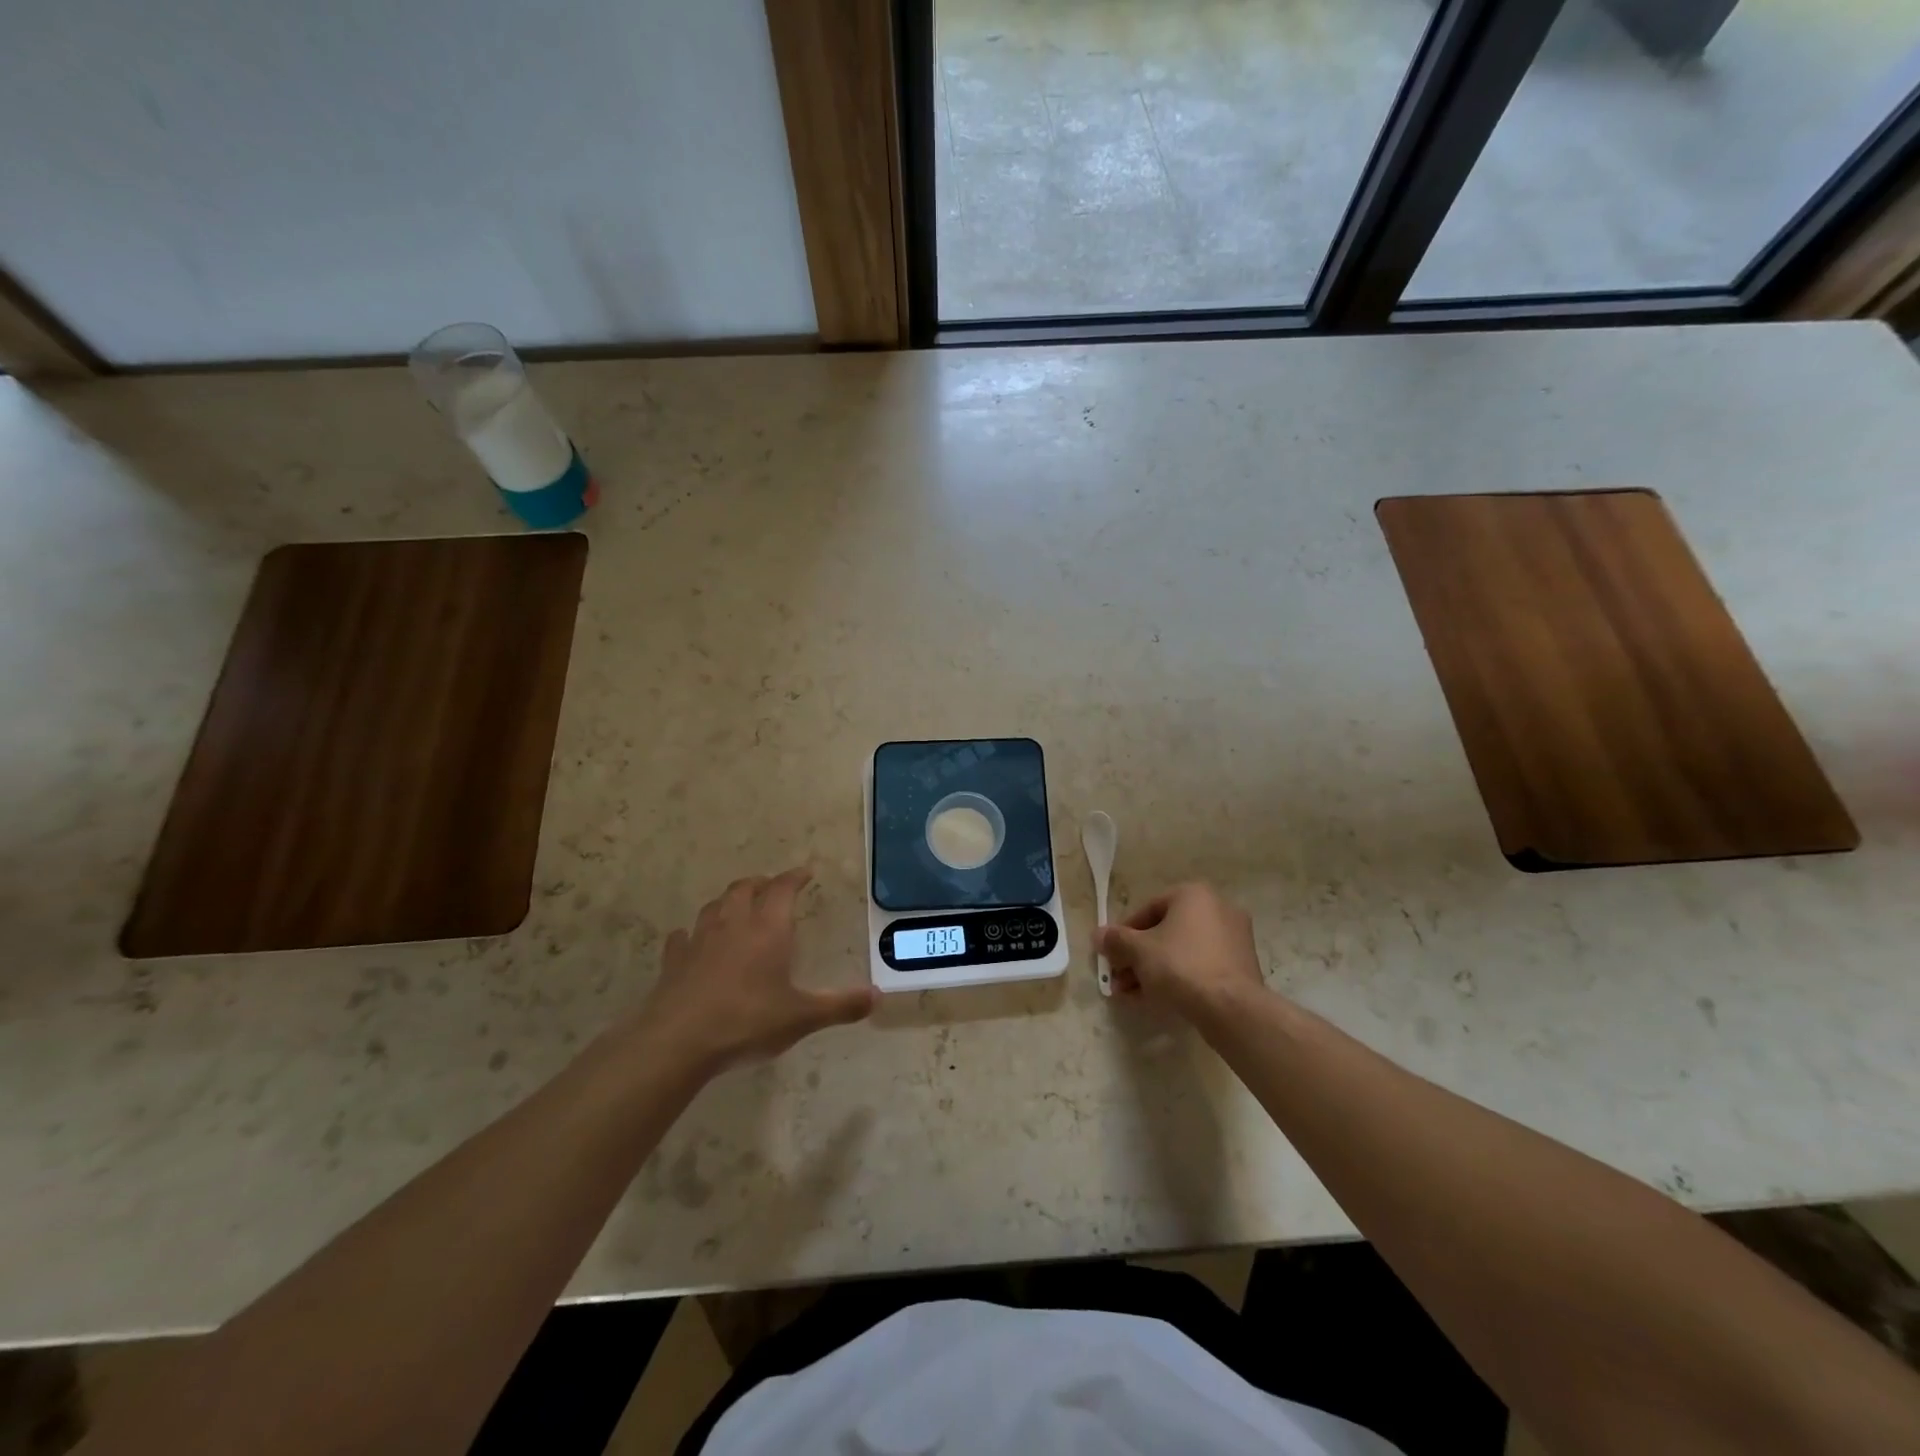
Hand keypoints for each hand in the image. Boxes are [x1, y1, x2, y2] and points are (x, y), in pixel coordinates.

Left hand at [638, 868, 875, 1074]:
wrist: (678, 1042)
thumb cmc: (747, 1021)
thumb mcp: (802, 1017)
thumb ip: (840, 1005)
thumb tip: (877, 996)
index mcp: (768, 928)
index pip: (783, 888)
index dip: (795, 877)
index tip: (805, 873)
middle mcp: (733, 924)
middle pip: (745, 888)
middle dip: (761, 883)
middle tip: (772, 888)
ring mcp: (699, 940)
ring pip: (714, 906)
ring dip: (728, 901)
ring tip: (737, 908)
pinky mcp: (674, 961)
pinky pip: (682, 937)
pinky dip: (692, 934)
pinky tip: (692, 941)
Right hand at [1095, 882, 1266, 1026]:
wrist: (1231, 1008)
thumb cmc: (1180, 966)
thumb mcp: (1139, 951)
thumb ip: (1116, 940)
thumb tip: (1098, 935)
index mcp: (1193, 894)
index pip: (1147, 909)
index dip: (1123, 934)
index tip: (1111, 955)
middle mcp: (1218, 908)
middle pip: (1165, 932)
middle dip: (1137, 957)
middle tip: (1119, 979)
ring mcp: (1234, 939)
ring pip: (1182, 951)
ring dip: (1153, 970)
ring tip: (1132, 995)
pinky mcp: (1242, 967)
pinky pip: (1200, 966)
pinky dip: (1178, 978)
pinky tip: (1157, 1000)